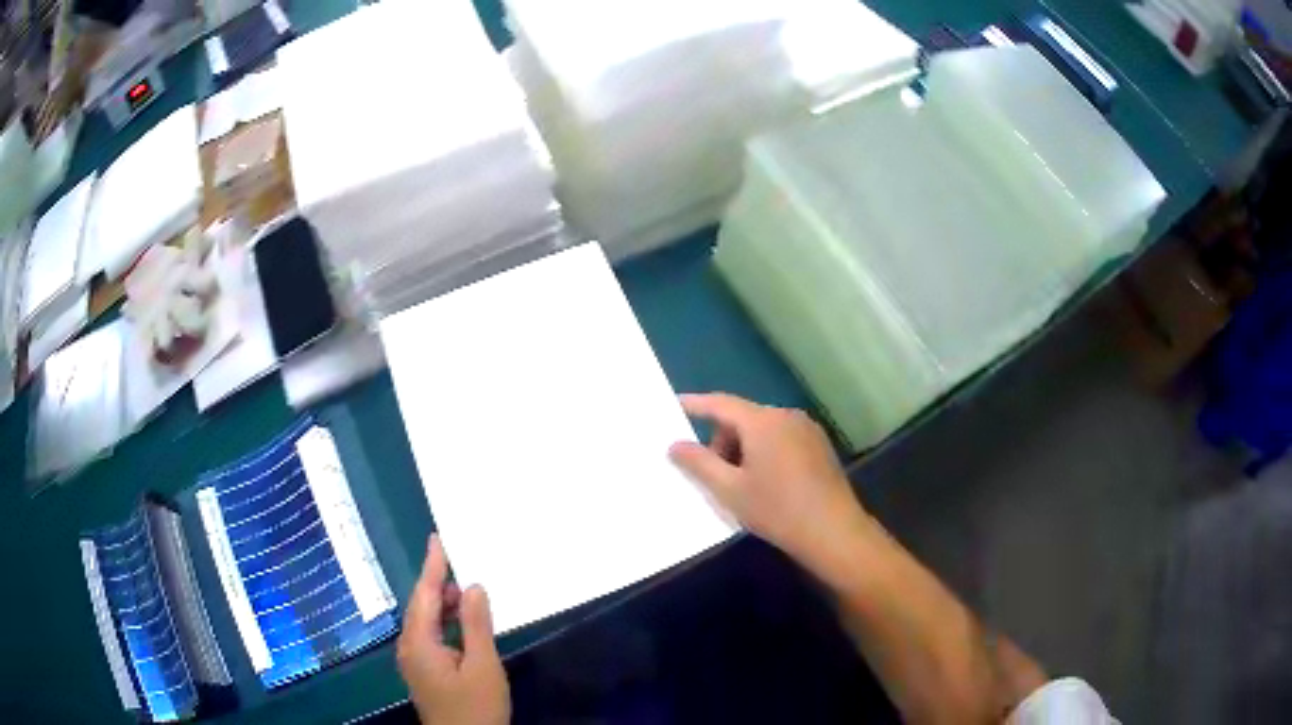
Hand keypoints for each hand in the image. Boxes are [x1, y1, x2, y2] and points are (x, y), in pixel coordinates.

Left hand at [398, 535, 509, 724]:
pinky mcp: (423, 670)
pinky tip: (463, 623)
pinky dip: (445, 622)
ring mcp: (414, 660)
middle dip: (439, 584)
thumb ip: (476, 625)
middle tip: (462, 563)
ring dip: (443, 605)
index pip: (425, 596)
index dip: (432, 566)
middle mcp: (409, 647)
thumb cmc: (476, 707)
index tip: (437, 538)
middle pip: (421, 606)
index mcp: (419, 643)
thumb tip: (473, 587)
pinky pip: (430, 635)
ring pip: (425, 621)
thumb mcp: (483, 667)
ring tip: (468, 593)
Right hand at [670, 393, 867, 573]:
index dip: (696, 404)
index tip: (675, 404)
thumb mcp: (729, 490)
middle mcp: (786, 416)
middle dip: (723, 441)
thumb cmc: (777, 509)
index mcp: (763, 421)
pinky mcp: (820, 446)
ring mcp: (807, 430)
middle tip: (714, 476)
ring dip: (745, 449)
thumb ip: (698, 464)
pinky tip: (768, 485)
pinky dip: (766, 452)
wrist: (833, 531)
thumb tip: (675, 445)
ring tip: (742, 485)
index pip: (721, 404)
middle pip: (743, 418)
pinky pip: (782, 439)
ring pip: (763, 430)